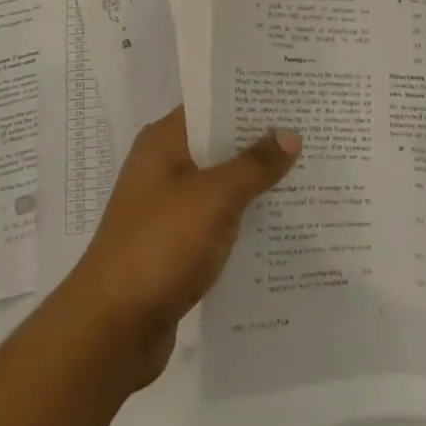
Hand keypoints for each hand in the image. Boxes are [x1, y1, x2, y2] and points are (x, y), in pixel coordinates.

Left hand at [64, 106, 298, 387]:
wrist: (113, 329)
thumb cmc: (160, 246)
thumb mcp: (213, 198)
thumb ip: (253, 165)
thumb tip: (290, 133)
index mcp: (163, 142)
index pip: (211, 105)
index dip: (249, 99)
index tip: (292, 96)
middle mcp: (163, 168)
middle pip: (219, 145)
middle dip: (261, 143)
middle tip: (313, 133)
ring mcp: (168, 209)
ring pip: (221, 187)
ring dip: (256, 186)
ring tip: (310, 177)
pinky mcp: (176, 247)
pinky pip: (218, 223)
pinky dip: (244, 222)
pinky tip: (282, 228)